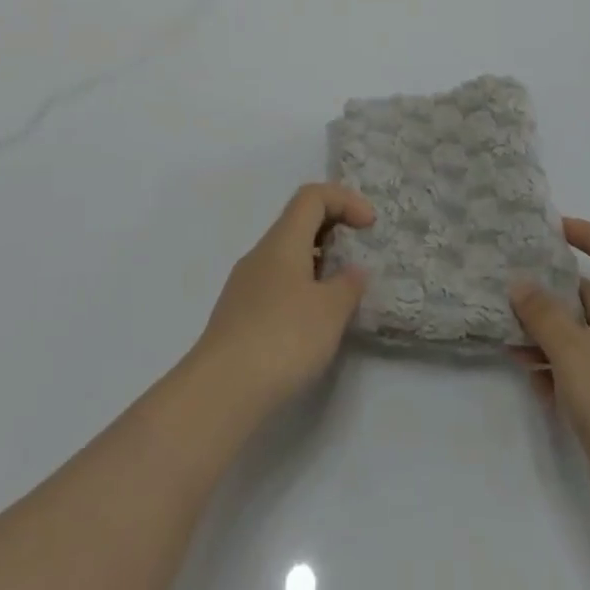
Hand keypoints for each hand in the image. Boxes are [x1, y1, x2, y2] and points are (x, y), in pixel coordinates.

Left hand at [190, 183, 373, 416]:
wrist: (219, 393)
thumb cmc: (282, 339)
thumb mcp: (330, 311)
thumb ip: (348, 285)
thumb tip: (352, 271)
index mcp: (283, 240)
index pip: (312, 196)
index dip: (345, 200)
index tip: (370, 225)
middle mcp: (260, 253)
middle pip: (298, 222)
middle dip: (333, 230)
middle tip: (358, 254)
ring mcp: (244, 285)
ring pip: (286, 256)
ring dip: (317, 263)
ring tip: (339, 295)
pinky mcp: (237, 317)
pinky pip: (275, 285)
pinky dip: (300, 289)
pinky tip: (311, 325)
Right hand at [510, 219, 589, 566]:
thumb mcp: (573, 348)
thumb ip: (542, 312)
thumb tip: (520, 283)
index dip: (589, 235)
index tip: (555, 228)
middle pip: (588, 296)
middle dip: (551, 290)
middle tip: (512, 284)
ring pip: (577, 337)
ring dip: (544, 333)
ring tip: (507, 335)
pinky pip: (576, 373)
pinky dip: (551, 369)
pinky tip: (526, 375)